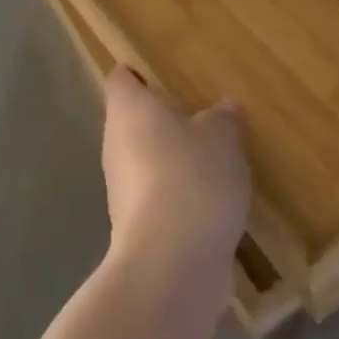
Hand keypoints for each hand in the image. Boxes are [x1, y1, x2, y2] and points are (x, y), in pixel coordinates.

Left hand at [100, 68, 247, 311]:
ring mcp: (120, 186)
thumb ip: (222, 118)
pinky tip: (210, 201)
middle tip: (199, 112)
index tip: (164, 71)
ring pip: (145, 159)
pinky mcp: (134, 225)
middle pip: (132, 118)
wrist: (171, 267)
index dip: (138, 71)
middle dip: (161, 118)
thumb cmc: (191, 180)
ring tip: (211, 156)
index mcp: (128, 108)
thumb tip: (224, 108)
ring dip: (171, 159)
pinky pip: (157, 195)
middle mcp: (115, 142)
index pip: (122, 77)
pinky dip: (178, 194)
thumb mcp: (221, 139)